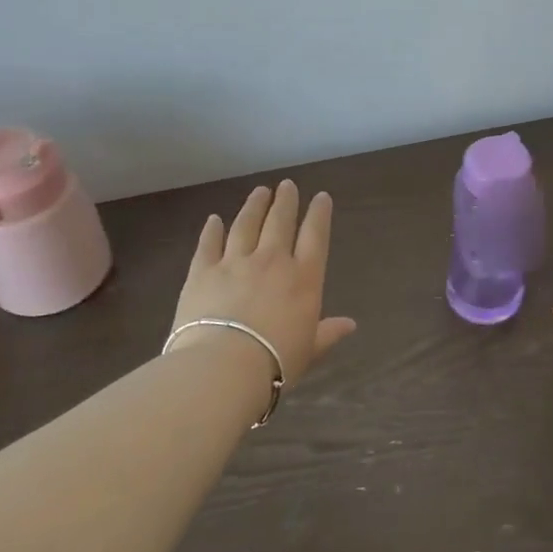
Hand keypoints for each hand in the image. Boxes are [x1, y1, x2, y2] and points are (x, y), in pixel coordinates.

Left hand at [170, 181, 356, 386]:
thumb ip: (328, 333)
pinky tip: (214, 219)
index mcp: (303, 278)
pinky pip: (208, 244)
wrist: (223, 366)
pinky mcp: (202, 271)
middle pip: (280, 221)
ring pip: (246, 224)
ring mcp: (235, 262)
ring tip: (260, 191)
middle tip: (287, 185)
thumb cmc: (275, 362)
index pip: (315, 236)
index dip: (319, 214)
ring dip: (254, 206)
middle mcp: (272, 261)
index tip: (321, 197)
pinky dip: (212, 230)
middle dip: (285, 201)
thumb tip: (350, 325)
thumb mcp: (309, 350)